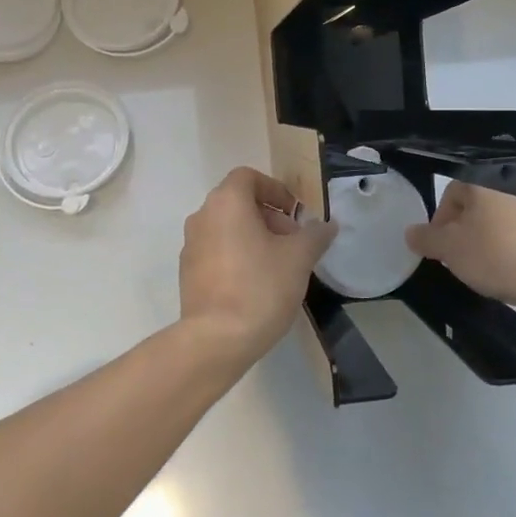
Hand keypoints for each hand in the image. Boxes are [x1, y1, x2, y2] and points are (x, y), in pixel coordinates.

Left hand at [179, 167, 336, 359]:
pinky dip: (237, 255)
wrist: (216, 339)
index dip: (275, 190)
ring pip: (227, 227)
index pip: (248, 177)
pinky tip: (256, 284)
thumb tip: (327, 225)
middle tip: (293, 242)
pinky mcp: (187, 272)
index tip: (294, 214)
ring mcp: (190, 245)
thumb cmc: (260, 287)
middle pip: (238, 202)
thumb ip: (315, 235)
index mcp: (226, 202)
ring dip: (253, 236)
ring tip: (279, 265)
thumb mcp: (299, 258)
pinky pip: (216, 251)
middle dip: (269, 216)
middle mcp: (202, 216)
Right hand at [406, 183, 515, 321]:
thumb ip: (426, 238)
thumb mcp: (451, 251)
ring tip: (492, 267)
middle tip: (464, 259)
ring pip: (505, 216)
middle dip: (468, 229)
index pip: (452, 192)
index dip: (441, 222)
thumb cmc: (500, 257)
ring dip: (494, 236)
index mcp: (486, 179)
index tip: (443, 249)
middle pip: (480, 203)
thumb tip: (412, 232)